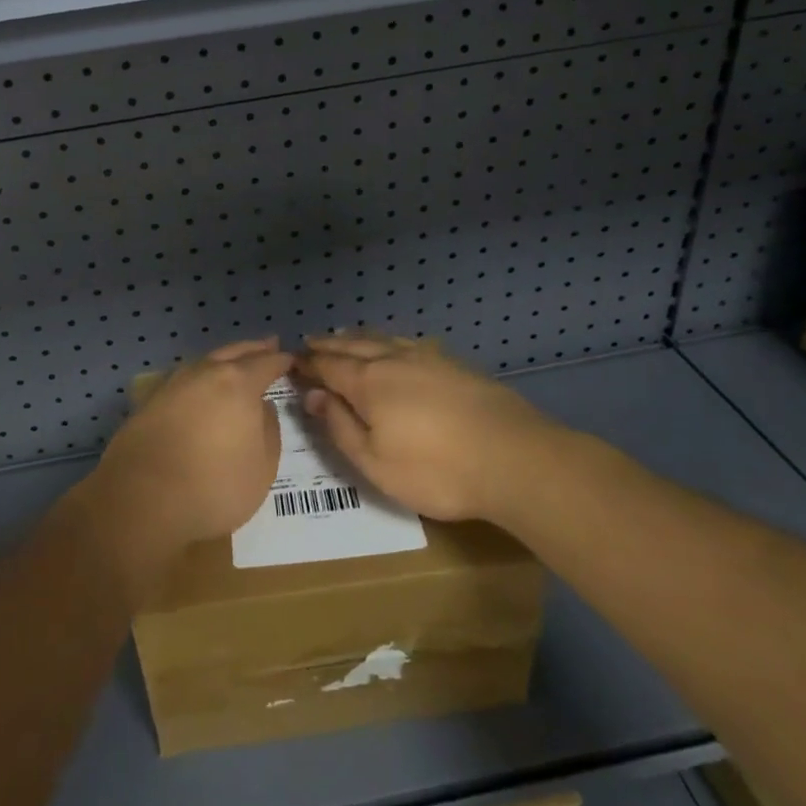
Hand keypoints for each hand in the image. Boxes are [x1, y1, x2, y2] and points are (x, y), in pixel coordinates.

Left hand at [86, 337, 292, 561]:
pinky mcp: (149, 401)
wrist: (142, 500)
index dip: (281, 361)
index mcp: (238, 384)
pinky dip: (198, 377)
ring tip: (234, 363)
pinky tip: (199, 387)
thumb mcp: (262, 469)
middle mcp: (205, 373)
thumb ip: (268, 431)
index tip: (291, 359)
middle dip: (253, 349)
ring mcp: (173, 384)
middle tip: (268, 344)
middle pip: (234, 352)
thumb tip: (262, 408)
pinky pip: (183, 379)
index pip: (266, 363)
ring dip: (224, 359)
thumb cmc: (213, 487)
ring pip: (205, 362)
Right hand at [299, 332, 552, 523]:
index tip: (291, 362)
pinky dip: (387, 340)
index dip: (307, 364)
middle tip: (310, 343)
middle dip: (328, 345)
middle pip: (352, 345)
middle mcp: (393, 359)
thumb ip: (339, 426)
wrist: (515, 458)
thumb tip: (311, 395)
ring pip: (381, 338)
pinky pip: (407, 342)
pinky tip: (393, 346)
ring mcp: (427, 358)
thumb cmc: (437, 469)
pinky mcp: (455, 365)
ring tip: (343, 336)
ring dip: (356, 337)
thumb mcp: (375, 462)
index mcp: (368, 381)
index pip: (328, 366)